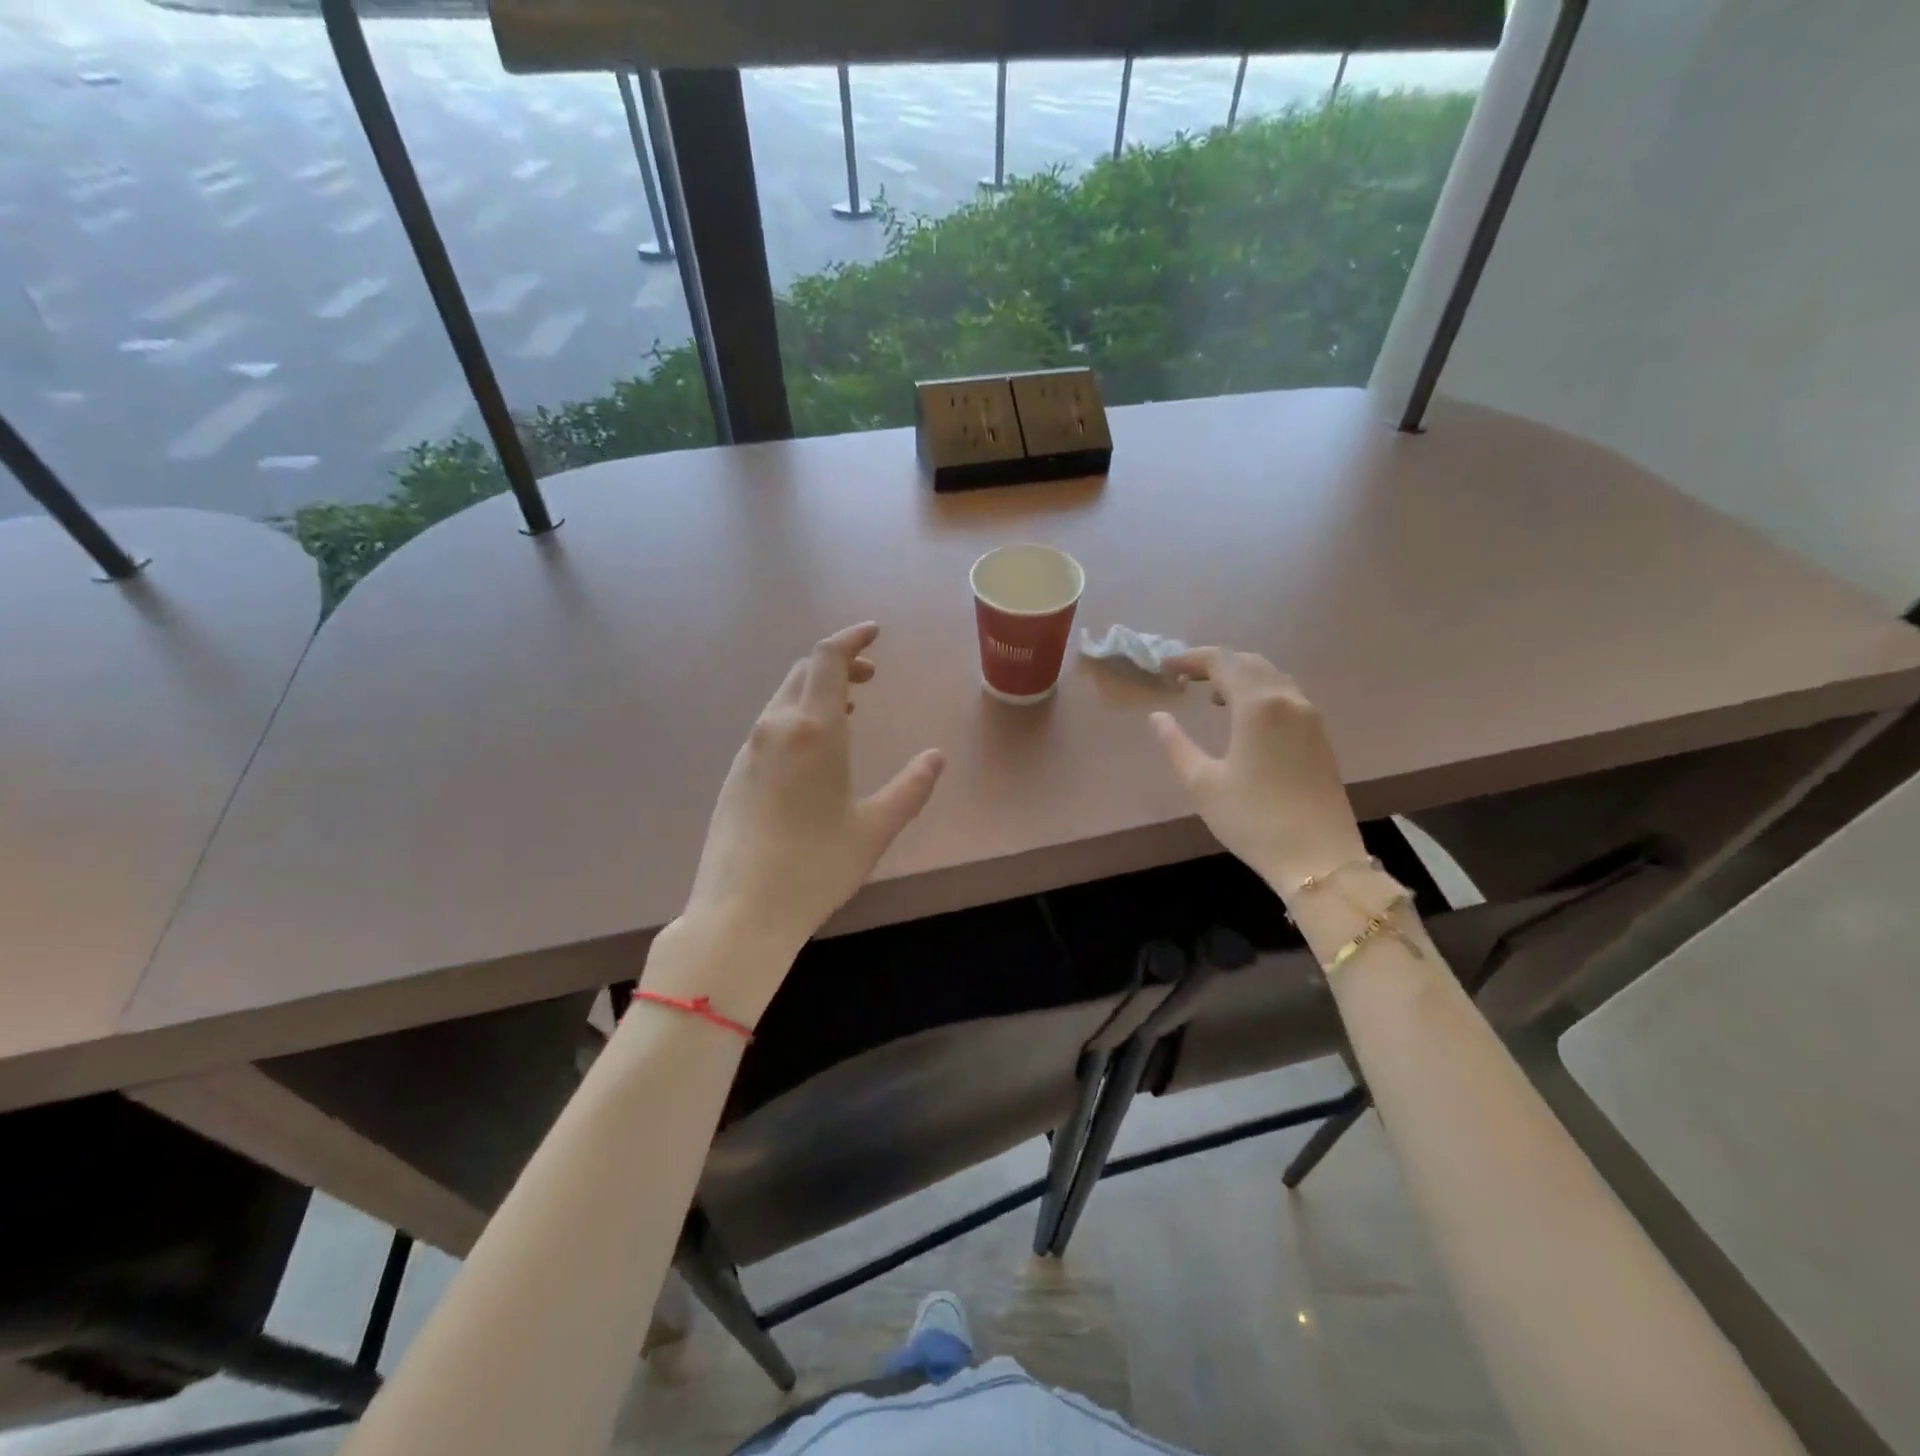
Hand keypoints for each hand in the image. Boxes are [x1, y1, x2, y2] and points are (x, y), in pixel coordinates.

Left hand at [680, 623, 945, 986]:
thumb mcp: (875, 828)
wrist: (740, 912)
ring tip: (849, 707)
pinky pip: (770, 726)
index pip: (827, 659)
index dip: (851, 638)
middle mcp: (775, 728)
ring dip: (817, 690)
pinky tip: (814, 748)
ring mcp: (749, 751)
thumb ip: (911, 788)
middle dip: (838, 663)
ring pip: (784, 699)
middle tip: (870, 675)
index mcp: (813, 730)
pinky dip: (798, 716)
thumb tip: (936, 757)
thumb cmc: (815, 866)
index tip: (874, 633)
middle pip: (803, 672)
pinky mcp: (736, 775)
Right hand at [1150, 648, 1366, 895]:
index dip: (1190, 658)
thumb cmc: (1252, 818)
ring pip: (1271, 678)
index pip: (1222, 661)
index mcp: (1258, 705)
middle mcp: (1288, 699)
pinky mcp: (1319, 736)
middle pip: (1250, 662)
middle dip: (1215, 663)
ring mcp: (1310, 717)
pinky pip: (1285, 696)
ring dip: (1239, 677)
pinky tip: (1243, 718)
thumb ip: (1175, 743)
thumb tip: (1158, 717)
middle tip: (1183, 677)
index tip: (1164, 667)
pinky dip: (1259, 693)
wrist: (1318, 858)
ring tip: (1209, 695)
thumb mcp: (1202, 782)